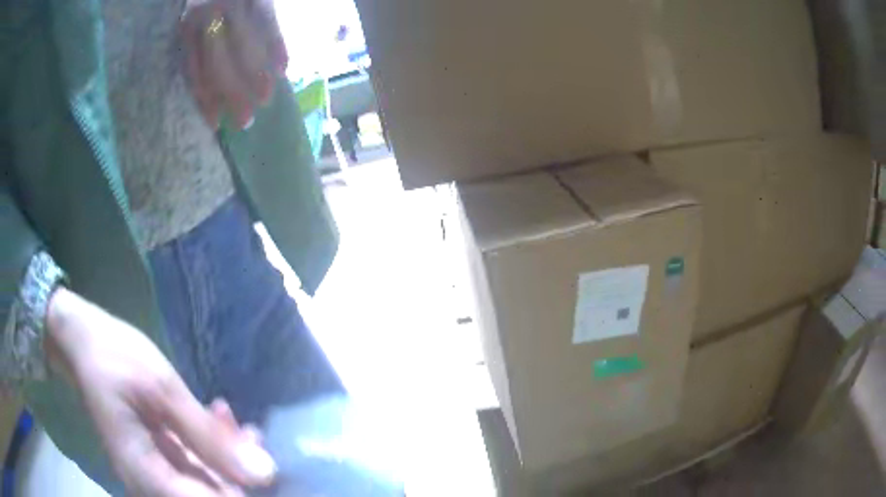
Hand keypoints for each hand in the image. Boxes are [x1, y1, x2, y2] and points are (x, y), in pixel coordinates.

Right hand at [46, 288, 276, 495]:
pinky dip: (209, 445)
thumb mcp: (162, 391)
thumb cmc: (114, 358)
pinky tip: (215, 417)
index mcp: (148, 478)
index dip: (246, 494)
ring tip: (229, 418)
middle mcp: (152, 486)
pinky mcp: (157, 460)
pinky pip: (194, 465)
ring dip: (226, 453)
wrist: (83, 341)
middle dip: (239, 468)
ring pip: (207, 481)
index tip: (269, 471)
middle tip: (249, 432)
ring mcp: (155, 475)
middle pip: (215, 495)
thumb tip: (266, 476)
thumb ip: (209, 439)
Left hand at [180, 0, 288, 129]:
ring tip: (266, 99)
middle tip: (246, 121)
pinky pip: (268, 23)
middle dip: (233, 94)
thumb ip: (196, 51)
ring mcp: (235, 7)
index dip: (205, 100)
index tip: (216, 124)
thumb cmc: (202, 6)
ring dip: (257, 76)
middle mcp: (209, 19)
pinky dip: (277, 45)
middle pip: (220, 64)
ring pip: (245, 47)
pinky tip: (283, 68)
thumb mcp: (190, 25)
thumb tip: (209, 92)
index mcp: (188, 29)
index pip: (195, 71)